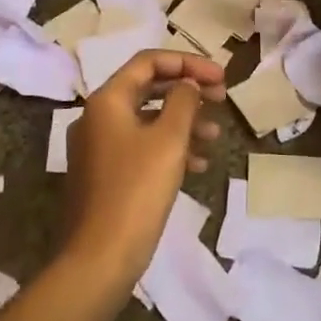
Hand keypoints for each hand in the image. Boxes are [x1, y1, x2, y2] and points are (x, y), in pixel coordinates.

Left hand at [61, 50, 224, 286]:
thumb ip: (183, 102)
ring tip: (215, 135)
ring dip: (183, 121)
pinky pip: (141, 146)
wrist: (100, 258)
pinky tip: (198, 164)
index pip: (149, 62)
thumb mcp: (169, 140)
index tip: (221, 77)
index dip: (188, 63)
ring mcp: (99, 147)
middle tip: (222, 98)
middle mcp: (98, 117)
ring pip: (148, 119)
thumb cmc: (137, 190)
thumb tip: (188, 84)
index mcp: (107, 100)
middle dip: (188, 91)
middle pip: (149, 88)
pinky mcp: (105, 174)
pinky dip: (169, 147)